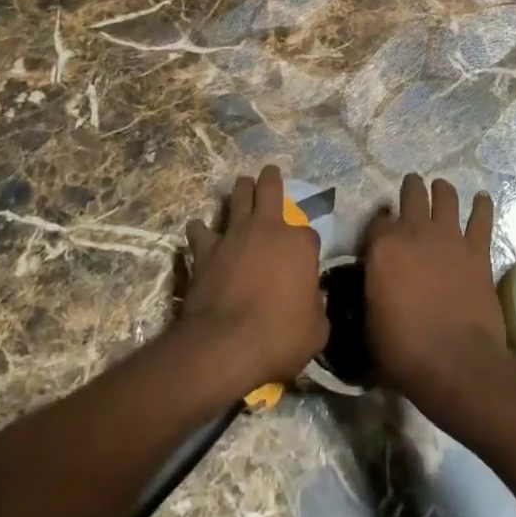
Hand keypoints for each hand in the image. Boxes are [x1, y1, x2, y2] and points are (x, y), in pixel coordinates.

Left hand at [178, 165, 327, 396]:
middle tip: (269, 171)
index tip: (305, 259)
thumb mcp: (316, 331)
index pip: (309, 234)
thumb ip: (316, 309)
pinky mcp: (206, 249)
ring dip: (240, 190)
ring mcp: (234, 234)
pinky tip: (199, 230)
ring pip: (237, 197)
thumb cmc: (278, 336)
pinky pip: (201, 231)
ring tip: (241, 184)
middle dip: (271, 178)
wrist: (225, 344)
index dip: (307, 246)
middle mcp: (268, 227)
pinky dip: (201, 230)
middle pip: (270, 188)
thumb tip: (312, 304)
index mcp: (299, 243)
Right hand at [363, 175, 515, 421]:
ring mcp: (449, 237)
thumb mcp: (369, 325)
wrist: (457, 363)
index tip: (380, 232)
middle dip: (411, 188)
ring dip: (442, 189)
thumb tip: (371, 287)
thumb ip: (370, 294)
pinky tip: (482, 198)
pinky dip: (482, 206)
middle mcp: (414, 231)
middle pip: (411, 193)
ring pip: (445, 196)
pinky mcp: (477, 250)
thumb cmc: (405, 351)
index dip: (378, 224)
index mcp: (383, 247)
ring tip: (441, 187)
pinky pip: (481, 218)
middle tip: (411, 187)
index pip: (377, 220)